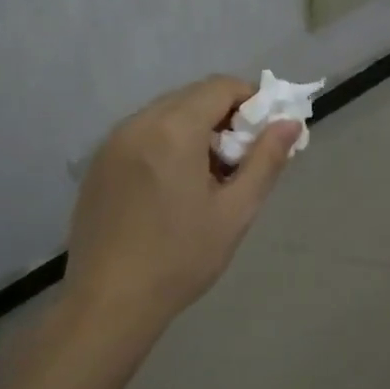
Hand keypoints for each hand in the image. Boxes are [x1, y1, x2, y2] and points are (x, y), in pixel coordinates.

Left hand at [66, 76, 299, 340]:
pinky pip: (142, 132)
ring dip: (194, 128)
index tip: (263, 135)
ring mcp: (113, 141)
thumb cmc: (180, 258)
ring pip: (166, 113)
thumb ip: (266, 160)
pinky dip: (166, 141)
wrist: (108, 302)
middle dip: (223, 115)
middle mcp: (139, 122)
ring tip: (206, 176)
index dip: (250, 100)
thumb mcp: (235, 212)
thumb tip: (290, 123)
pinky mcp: (99, 162)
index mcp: (174, 129)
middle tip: (238, 159)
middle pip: (192, 96)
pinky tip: (171, 186)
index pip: (220, 86)